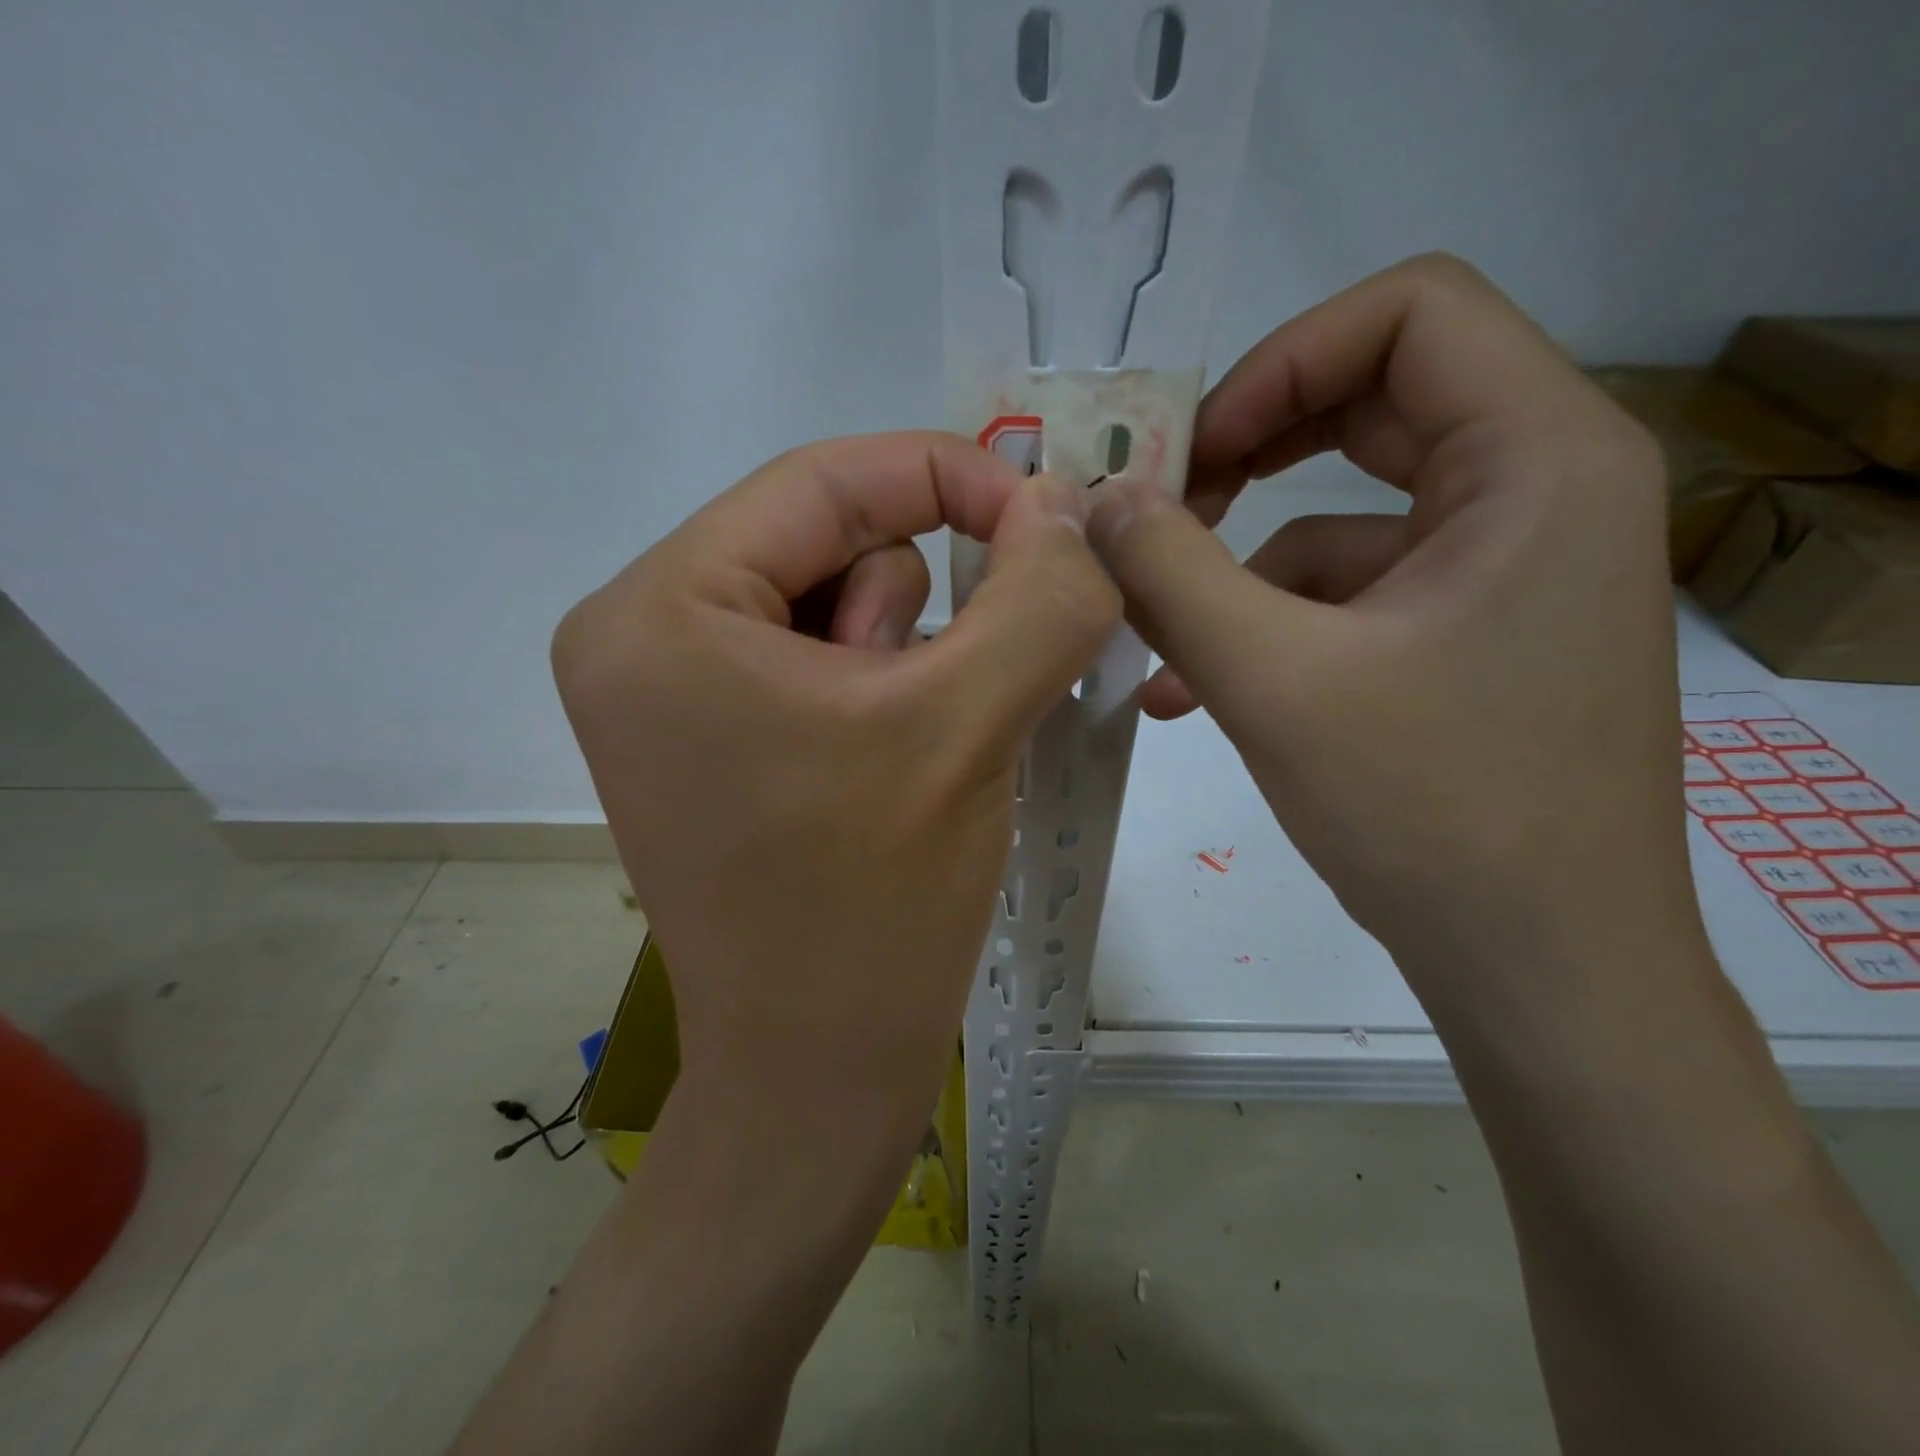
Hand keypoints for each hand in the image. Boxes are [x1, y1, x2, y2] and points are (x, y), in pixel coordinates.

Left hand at [460, 435, 1116, 1455]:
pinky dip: (879, 687)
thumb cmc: (875, 907)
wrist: (816, 1075)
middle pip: (823, 538)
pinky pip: (813, 655)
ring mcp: (662, 690)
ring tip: (907, 753)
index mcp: (660, 611)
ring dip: (900, 656)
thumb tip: (1066, 502)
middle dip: (913, 605)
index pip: (823, 480)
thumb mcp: (970, 725)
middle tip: (939, 704)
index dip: (949, 476)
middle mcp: (635, 635)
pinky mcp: (701, 735)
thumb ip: (1039, 592)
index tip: (1048, 520)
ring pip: (828, 597)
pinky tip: (888, 767)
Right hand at [1088, 254, 1687, 1033]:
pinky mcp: (1472, 633)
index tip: (1191, 455)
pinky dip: (1271, 625)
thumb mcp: (1273, 681)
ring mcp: (1508, 568)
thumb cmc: (1431, 813)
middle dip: (1248, 455)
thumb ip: (1171, 575)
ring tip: (1161, 644)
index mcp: (1540, 459)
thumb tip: (1097, 500)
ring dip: (1241, 570)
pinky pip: (1352, 593)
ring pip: (1346, 515)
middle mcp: (1543, 490)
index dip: (1280, 363)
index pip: (1410, 311)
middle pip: (1373, 404)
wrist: (1542, 971)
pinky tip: (1203, 692)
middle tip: (1162, 512)